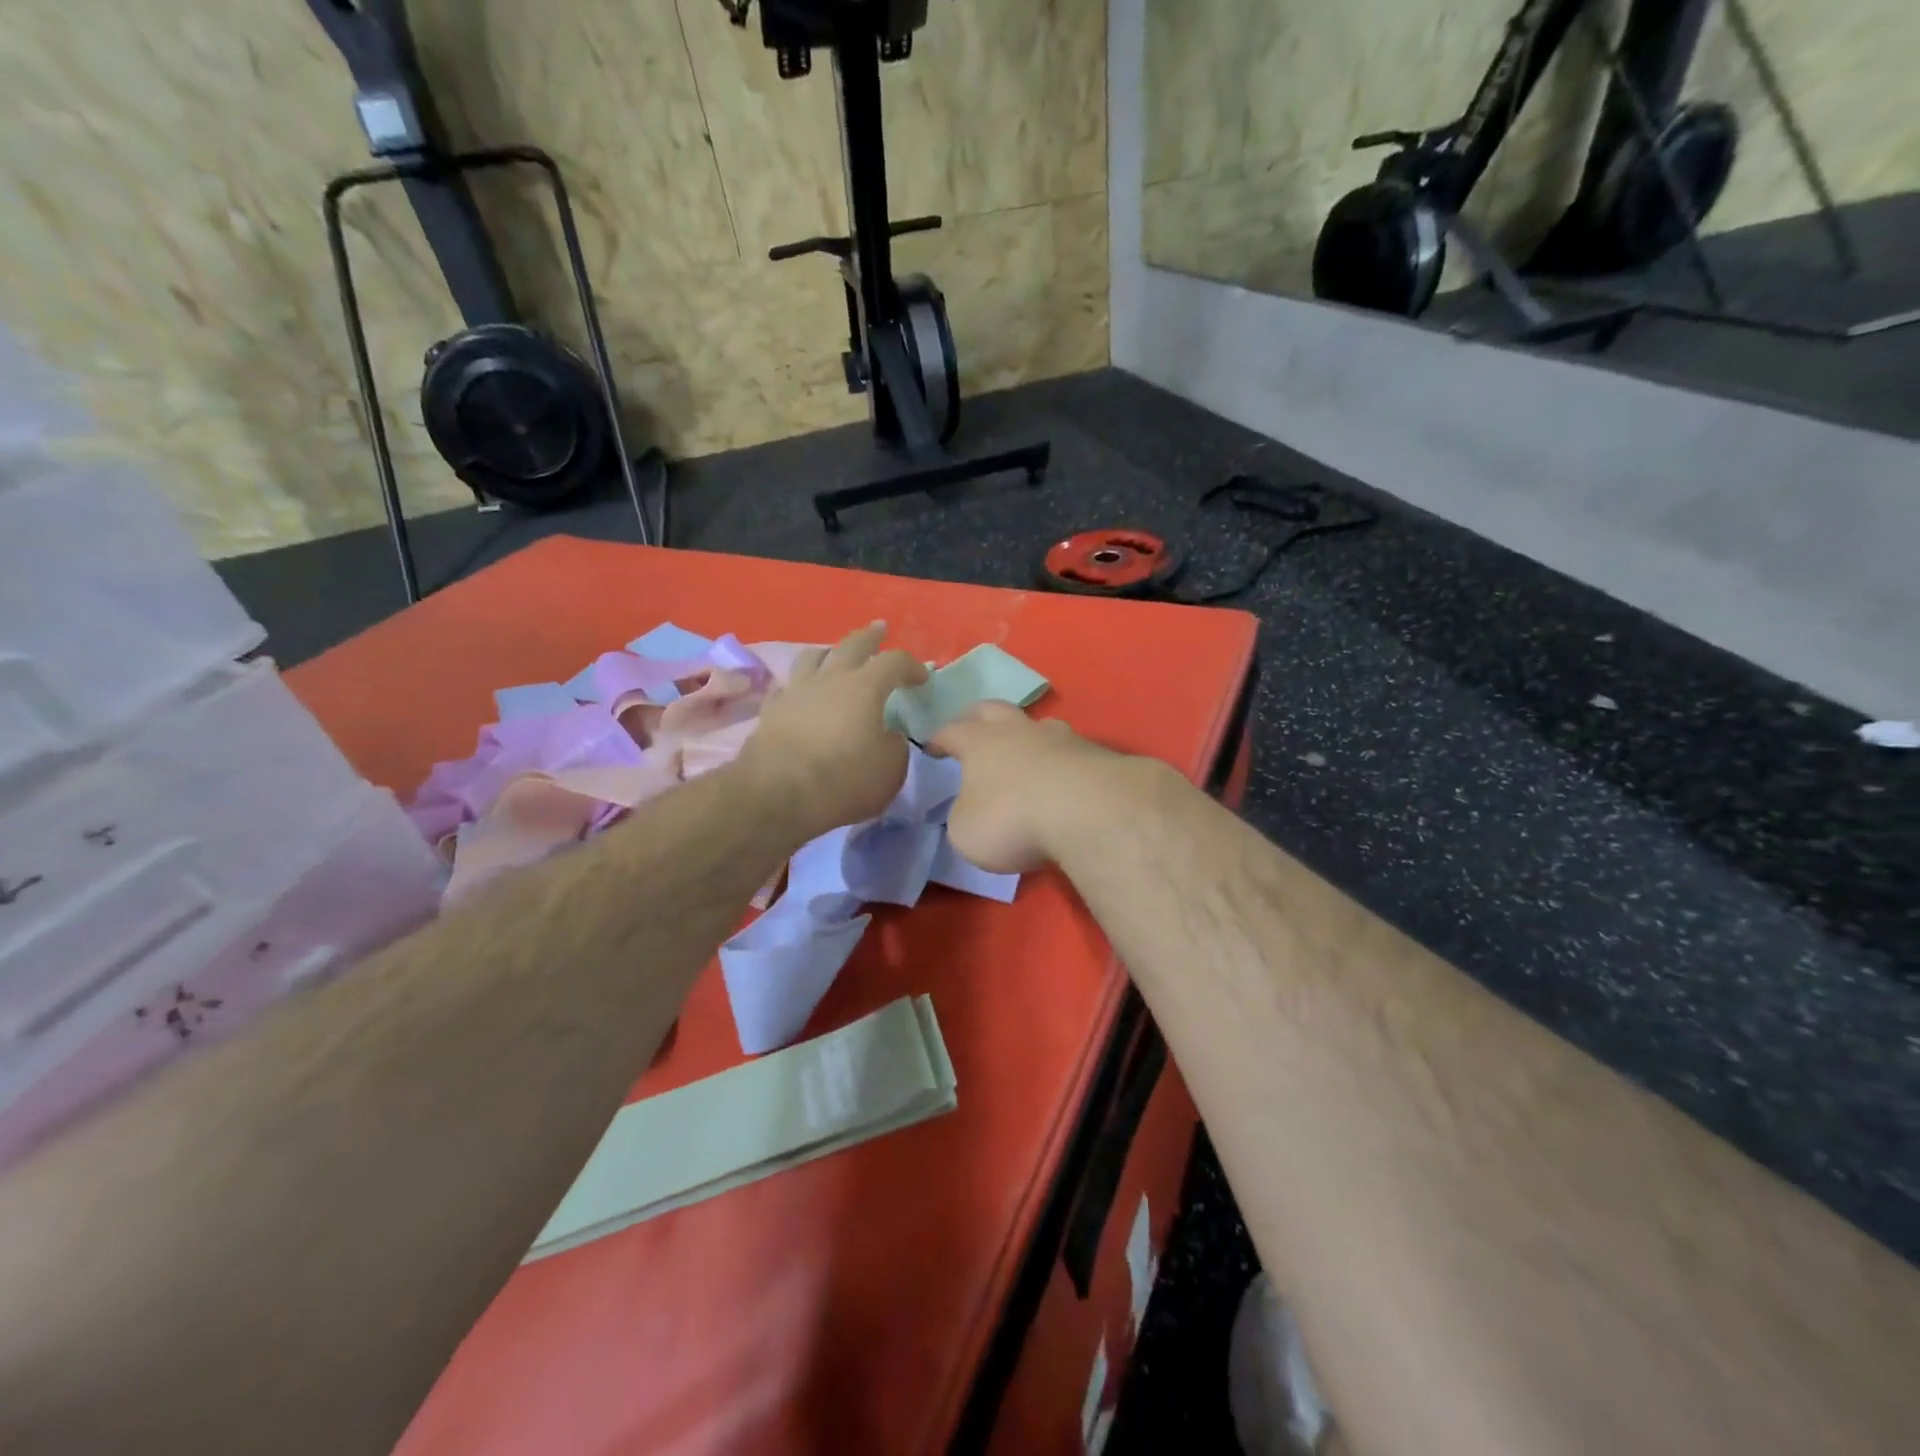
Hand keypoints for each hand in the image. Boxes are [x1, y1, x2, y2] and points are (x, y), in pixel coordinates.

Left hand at [739, 622, 927, 840]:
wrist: (778, 793)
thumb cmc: (843, 779)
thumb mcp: (890, 769)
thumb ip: (895, 746)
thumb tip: (888, 736)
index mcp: (865, 687)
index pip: (894, 662)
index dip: (911, 666)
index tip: (922, 678)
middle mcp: (829, 679)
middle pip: (852, 645)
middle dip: (870, 637)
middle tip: (880, 629)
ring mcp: (795, 692)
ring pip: (812, 657)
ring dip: (829, 652)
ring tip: (835, 653)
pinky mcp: (771, 712)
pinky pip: (786, 687)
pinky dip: (798, 686)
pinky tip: (799, 692)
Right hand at [930, 702, 1133, 872]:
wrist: (1090, 812)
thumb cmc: (1013, 819)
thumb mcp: (967, 831)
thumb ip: (964, 815)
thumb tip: (972, 809)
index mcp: (980, 743)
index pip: (952, 732)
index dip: (939, 739)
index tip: (931, 748)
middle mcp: (1020, 731)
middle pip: (994, 709)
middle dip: (979, 716)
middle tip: (973, 728)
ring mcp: (1062, 739)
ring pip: (1039, 725)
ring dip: (1028, 735)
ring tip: (1026, 752)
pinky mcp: (1097, 756)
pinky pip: (1072, 752)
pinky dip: (1062, 761)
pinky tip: (1065, 780)